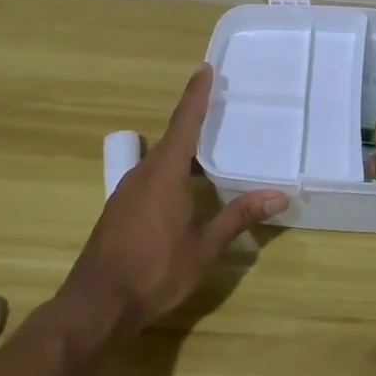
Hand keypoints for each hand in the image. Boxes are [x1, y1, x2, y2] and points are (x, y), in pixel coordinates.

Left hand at [63, 65, 288, 335]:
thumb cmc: (154, 271)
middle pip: (173, 140)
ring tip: (211, 153)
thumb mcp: (205, 247)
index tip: (205, 69)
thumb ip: (239, 216)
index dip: (196, 95)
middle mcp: (142, 174)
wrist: (95, 306)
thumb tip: (280, 194)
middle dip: (195, 124)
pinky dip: (172, 174)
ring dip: (184, 153)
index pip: (184, 123)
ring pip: (161, 162)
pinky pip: (151, 179)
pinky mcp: (120, 211)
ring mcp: (127, 193)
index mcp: (164, 174)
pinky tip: (187, 193)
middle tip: (222, 112)